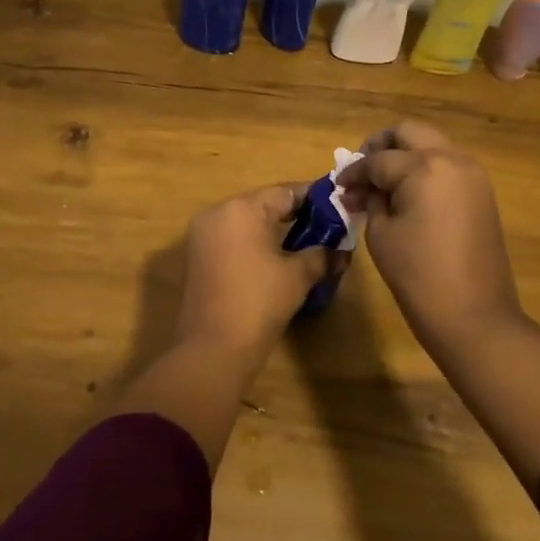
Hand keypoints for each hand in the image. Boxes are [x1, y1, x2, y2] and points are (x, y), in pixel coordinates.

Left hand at [176, 184, 335, 369]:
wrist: (213, 349)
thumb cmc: (259, 302)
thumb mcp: (298, 276)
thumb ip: (322, 255)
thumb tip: (342, 251)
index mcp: (241, 208)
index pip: (285, 192)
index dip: (313, 198)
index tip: (337, 205)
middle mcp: (218, 212)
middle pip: (263, 204)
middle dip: (294, 214)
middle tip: (325, 226)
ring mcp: (202, 235)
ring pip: (246, 222)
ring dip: (272, 230)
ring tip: (304, 243)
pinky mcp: (197, 257)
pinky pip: (232, 239)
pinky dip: (253, 243)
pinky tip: (275, 259)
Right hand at [338, 121, 520, 349]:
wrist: (476, 318)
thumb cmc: (419, 277)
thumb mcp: (381, 234)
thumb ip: (372, 200)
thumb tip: (364, 189)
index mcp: (424, 167)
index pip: (378, 160)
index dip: (354, 172)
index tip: (338, 185)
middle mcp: (452, 159)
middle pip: (410, 132)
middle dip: (381, 145)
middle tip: (363, 170)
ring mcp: (472, 174)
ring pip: (432, 144)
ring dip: (405, 155)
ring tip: (383, 184)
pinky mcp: (482, 193)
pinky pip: (448, 165)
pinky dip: (425, 169)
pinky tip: (407, 194)